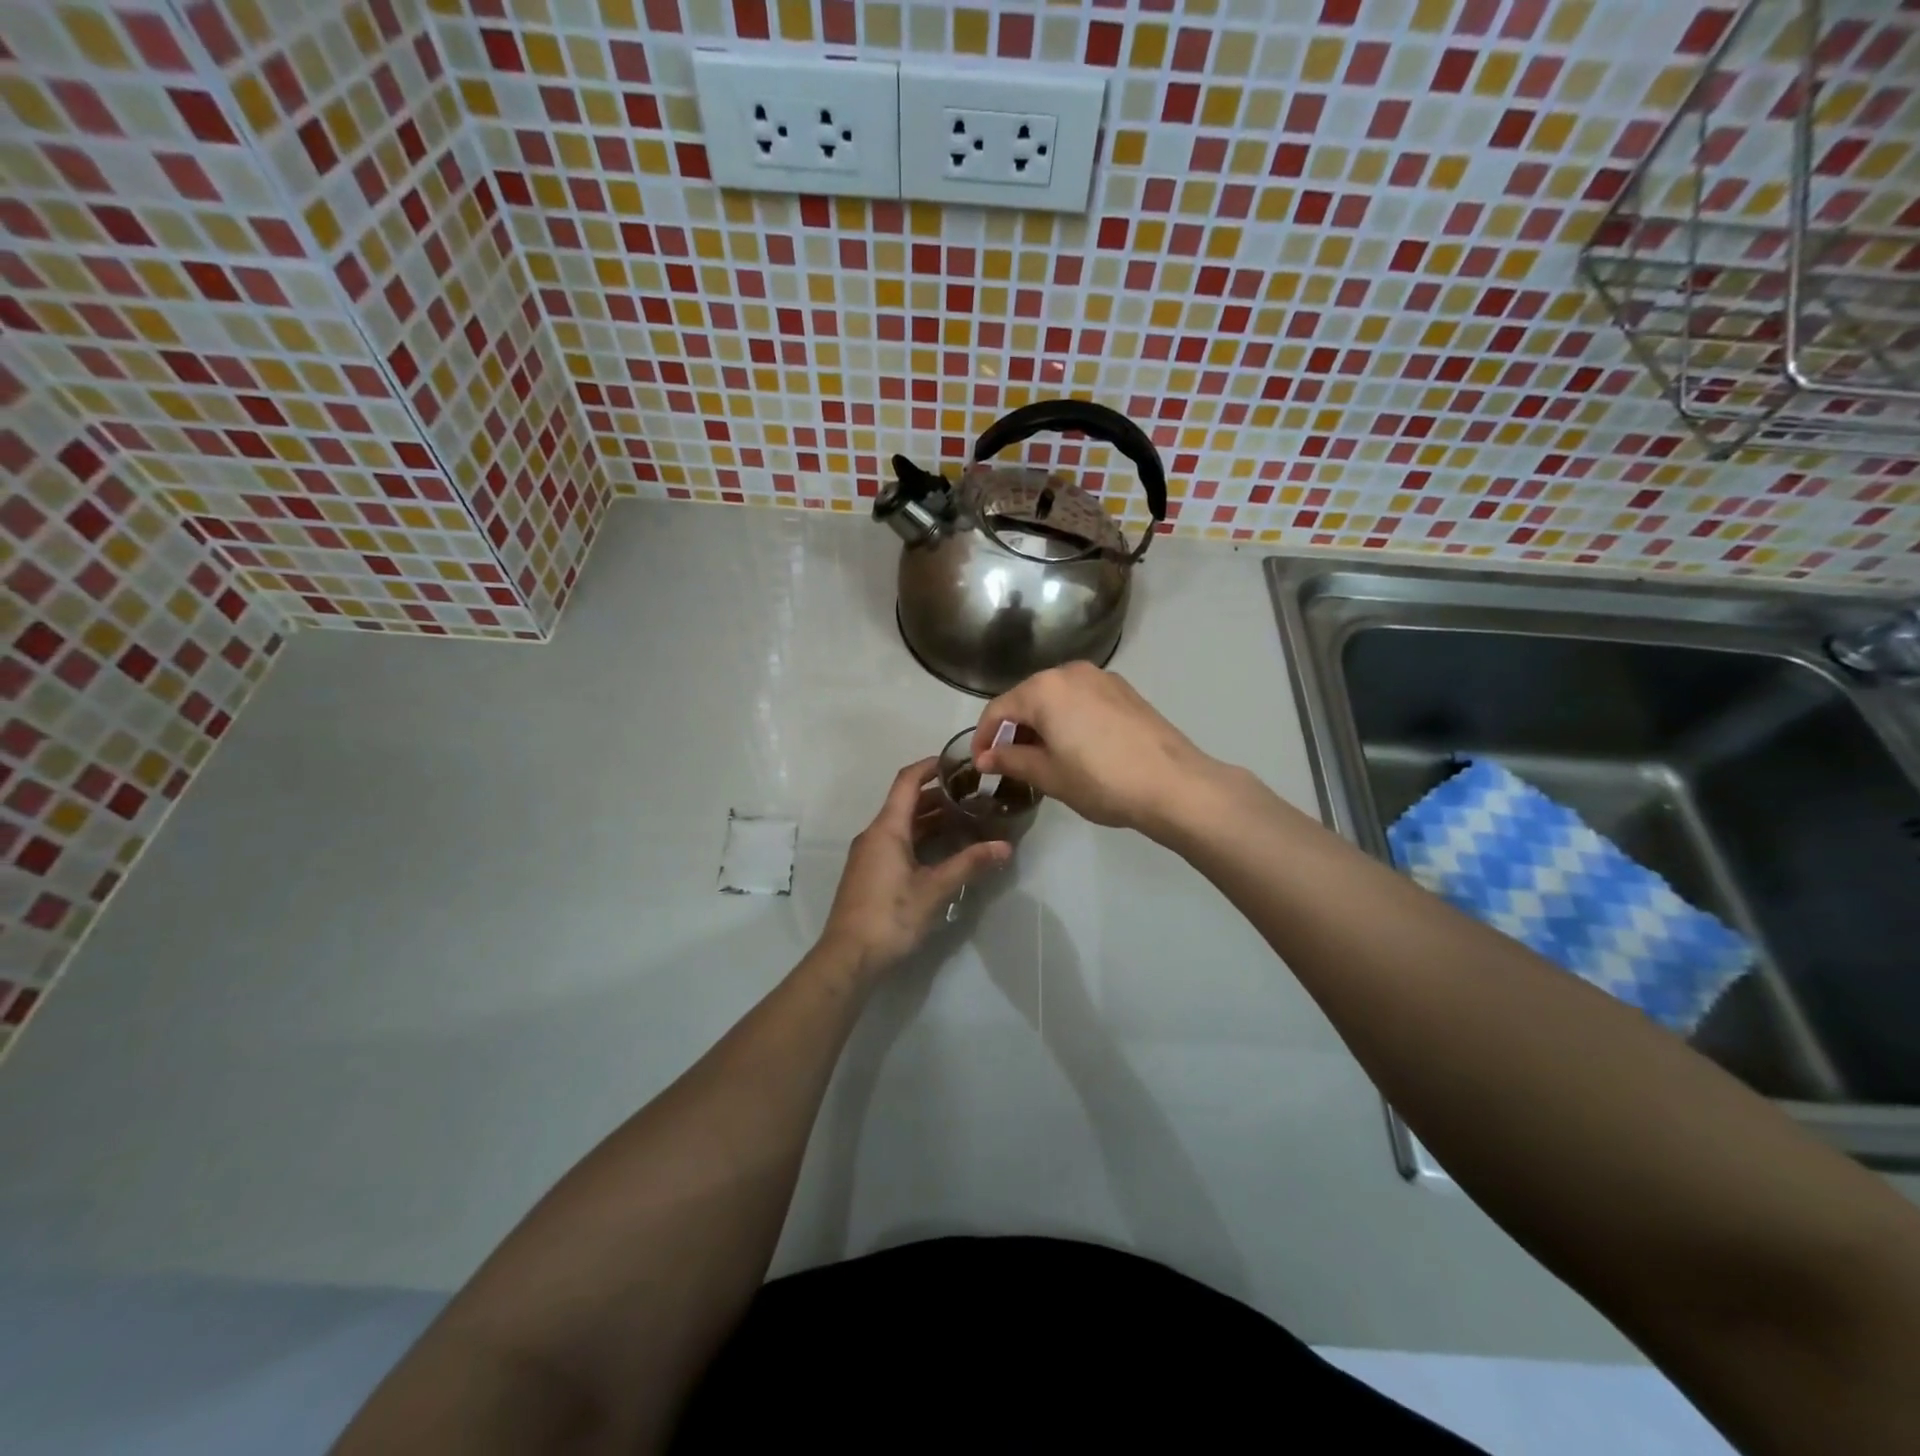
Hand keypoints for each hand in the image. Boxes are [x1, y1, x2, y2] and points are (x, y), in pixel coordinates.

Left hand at [815, 757, 1010, 980]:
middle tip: (973, 795)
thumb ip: (969, 864)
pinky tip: (944, 851)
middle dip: (939, 795)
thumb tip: (1005, 847)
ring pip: (902, 825)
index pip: (907, 781)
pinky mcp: (870, 874)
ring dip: (931, 819)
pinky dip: (921, 838)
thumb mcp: (934, 889)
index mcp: (887, 829)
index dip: (930, 766)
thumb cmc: (890, 916)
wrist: (848, 957)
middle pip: (906, 803)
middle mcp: (874, 835)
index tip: (958, 762)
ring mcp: (869, 855)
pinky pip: (897, 843)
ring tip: (966, 820)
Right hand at [971, 663, 1221, 838]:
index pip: (998, 709)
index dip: (983, 737)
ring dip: (1041, 723)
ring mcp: (1101, 677)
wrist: (1173, 784)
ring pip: (1056, 697)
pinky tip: (1074, 746)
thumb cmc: (1101, 780)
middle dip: (1013, 729)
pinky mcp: (1124, 690)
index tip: (979, 764)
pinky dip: (1067, 718)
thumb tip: (984, 757)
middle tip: (1009, 763)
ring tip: (1041, 757)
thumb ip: (1011, 760)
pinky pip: (1081, 699)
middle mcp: (1070, 672)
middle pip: (1027, 698)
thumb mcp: (1048, 775)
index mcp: (1044, 689)